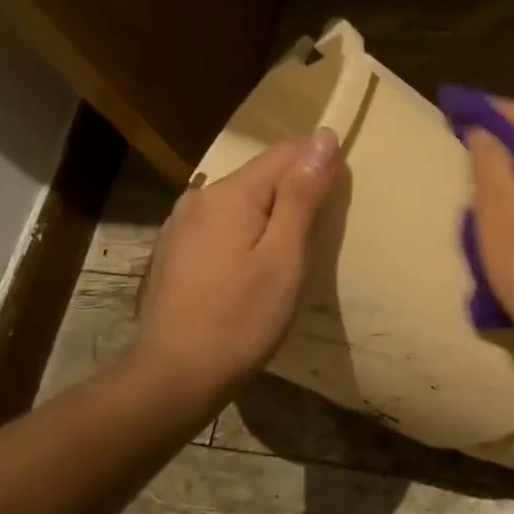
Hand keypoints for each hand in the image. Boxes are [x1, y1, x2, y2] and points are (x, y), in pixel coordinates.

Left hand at [135, 128, 341, 395]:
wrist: (177, 374)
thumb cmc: (242, 318)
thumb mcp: (285, 256)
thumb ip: (302, 195)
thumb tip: (323, 138)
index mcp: (229, 193)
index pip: (285, 154)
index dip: (318, 167)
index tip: (337, 204)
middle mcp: (199, 197)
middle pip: (260, 177)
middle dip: (294, 195)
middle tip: (316, 240)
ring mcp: (181, 225)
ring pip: (241, 203)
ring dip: (270, 217)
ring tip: (288, 257)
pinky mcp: (175, 252)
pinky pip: (222, 226)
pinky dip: (245, 235)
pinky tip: (251, 269)